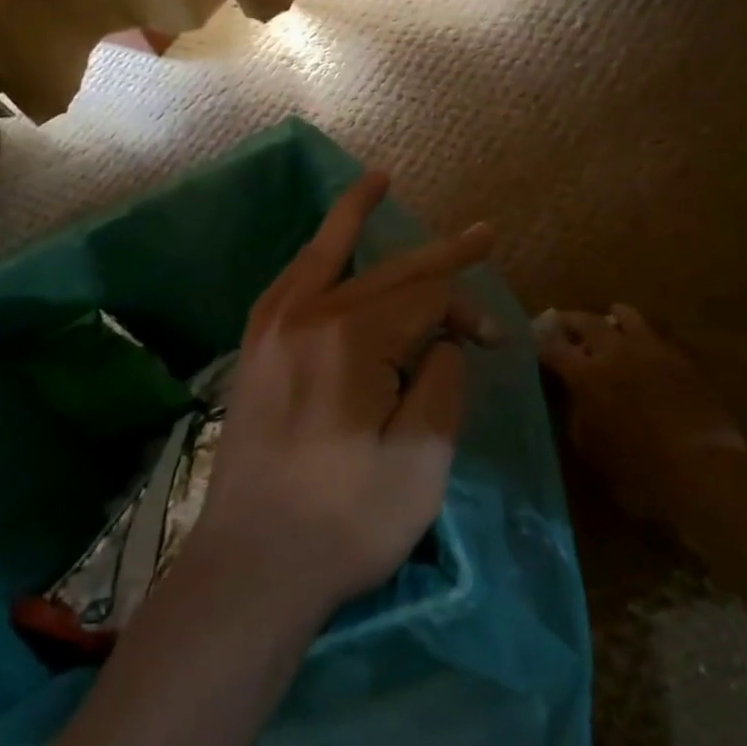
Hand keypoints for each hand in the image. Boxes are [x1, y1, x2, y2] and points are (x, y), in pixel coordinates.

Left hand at [190, 172, 494, 619]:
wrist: (252, 565)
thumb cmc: (345, 521)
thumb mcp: (421, 462)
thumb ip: (441, 384)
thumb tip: (443, 340)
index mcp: (351, 340)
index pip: (426, 300)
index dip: (467, 312)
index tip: (494, 344)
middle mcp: (307, 316)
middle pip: (387, 272)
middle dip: (440, 255)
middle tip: (483, 232)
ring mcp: (272, 328)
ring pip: (325, 255)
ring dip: (356, 217)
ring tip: (378, 180)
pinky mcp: (254, 347)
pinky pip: (291, 280)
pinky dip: (316, 254)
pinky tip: (328, 246)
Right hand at [534, 305, 745, 522]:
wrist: (703, 470)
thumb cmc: (636, 469)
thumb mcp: (589, 447)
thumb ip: (575, 412)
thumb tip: (570, 395)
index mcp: (584, 373)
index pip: (551, 346)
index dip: (537, 341)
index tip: (530, 339)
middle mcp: (613, 351)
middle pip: (585, 321)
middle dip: (569, 321)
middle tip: (560, 324)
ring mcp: (650, 350)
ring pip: (625, 317)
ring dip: (609, 319)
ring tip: (605, 325)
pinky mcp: (679, 358)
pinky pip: (653, 335)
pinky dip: (639, 335)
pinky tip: (638, 348)